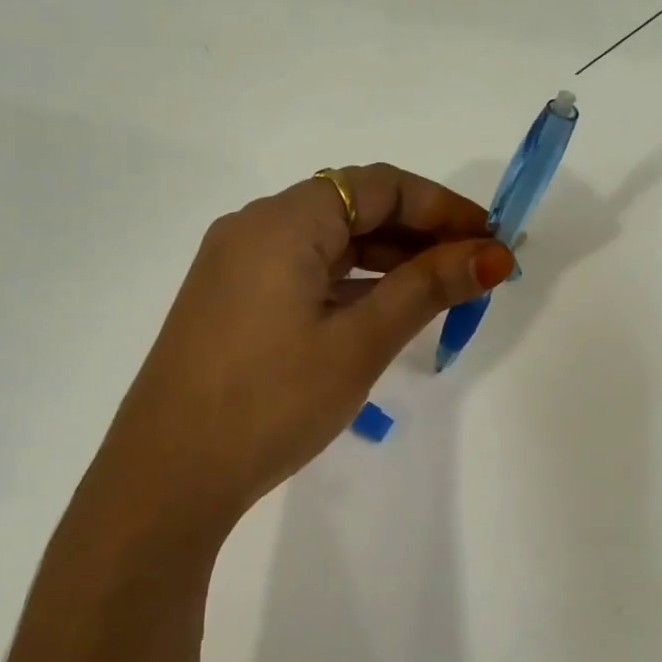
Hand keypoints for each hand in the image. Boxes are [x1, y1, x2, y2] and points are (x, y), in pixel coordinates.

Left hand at [90, 165, 514, 559]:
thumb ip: (427, 288)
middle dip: (419, 233)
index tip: (490, 240)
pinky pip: (303, 270)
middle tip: (474, 270)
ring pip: (328, 242)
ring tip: (441, 293)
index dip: (442, 206)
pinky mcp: (231, 299)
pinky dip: (350, 282)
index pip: (379, 185)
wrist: (167, 476)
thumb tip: (494, 255)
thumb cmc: (271, 401)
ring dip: (386, 259)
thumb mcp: (359, 342)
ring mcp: (237, 263)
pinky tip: (382, 311)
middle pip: (353, 207)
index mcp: (284, 220)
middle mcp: (255, 227)